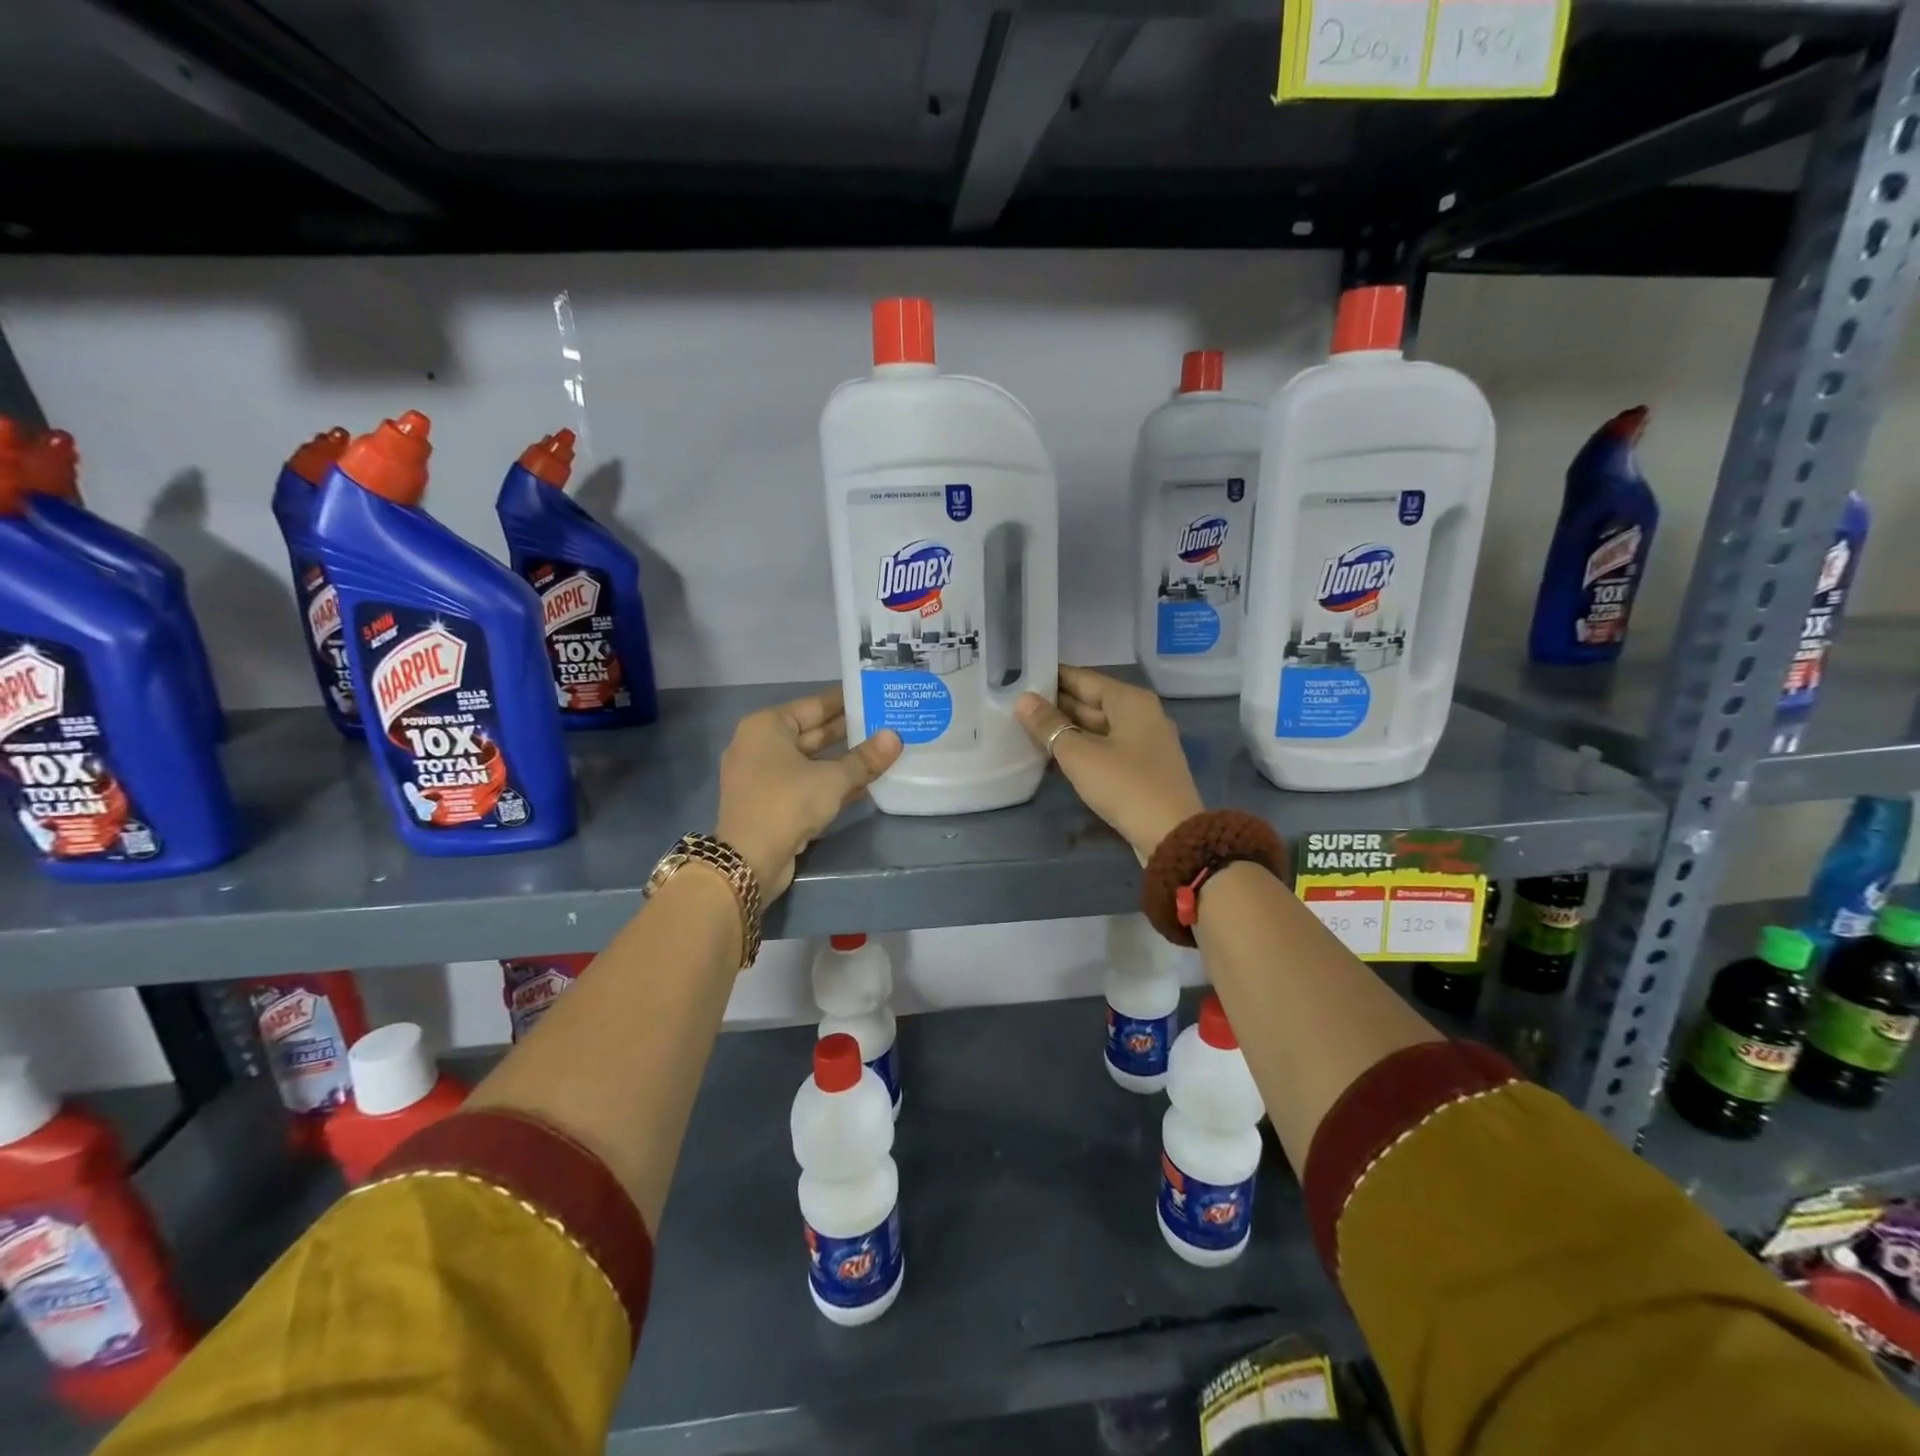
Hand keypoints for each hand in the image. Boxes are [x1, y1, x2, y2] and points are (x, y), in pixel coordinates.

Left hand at [715, 687, 902, 897]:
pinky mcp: (770, 803)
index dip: (845, 701)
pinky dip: (831, 783)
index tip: (873, 695)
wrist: (749, 860)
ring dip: (844, 760)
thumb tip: (895, 737)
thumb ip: (865, 758)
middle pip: (812, 733)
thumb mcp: (832, 779)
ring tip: (882, 752)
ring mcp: (762, 776)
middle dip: (848, 732)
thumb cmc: (787, 803)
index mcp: (767, 726)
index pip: (814, 705)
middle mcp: (760, 745)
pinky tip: (865, 783)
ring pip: (811, 761)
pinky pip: (806, 783)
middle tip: (886, 723)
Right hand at [1015, 665, 1203, 861]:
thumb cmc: (1124, 784)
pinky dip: (1083, 747)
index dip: (1052, 677)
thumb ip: (1049, 726)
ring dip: (1068, 728)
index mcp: (1130, 700)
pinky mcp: (1144, 767)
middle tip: (1018, 704)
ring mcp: (1146, 742)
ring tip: (1029, 727)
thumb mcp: (1079, 754)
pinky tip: (1057, 754)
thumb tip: (1023, 700)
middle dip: (1058, 704)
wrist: (1170, 834)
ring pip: (1099, 726)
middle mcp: (1142, 714)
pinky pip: (1107, 746)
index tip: (1023, 676)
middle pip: (1093, 702)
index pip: (1084, 679)